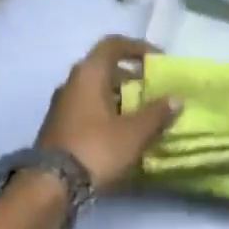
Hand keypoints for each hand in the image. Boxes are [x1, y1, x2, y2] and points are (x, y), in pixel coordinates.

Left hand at [36, 36, 181, 191]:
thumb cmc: (96, 149)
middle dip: (131, 76)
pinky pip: (87, 107)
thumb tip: (176, 98)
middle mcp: (72, 82)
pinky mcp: (59, 125)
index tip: (158, 60)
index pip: (113, 44)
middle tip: (153, 90)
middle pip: (104, 67)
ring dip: (119, 96)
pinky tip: (122, 131)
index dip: (137, 47)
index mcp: (89, 74)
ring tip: (142, 113)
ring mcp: (62, 104)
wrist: (52, 184)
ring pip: (95, 89)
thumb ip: (157, 113)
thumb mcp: (134, 133)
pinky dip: (107, 111)